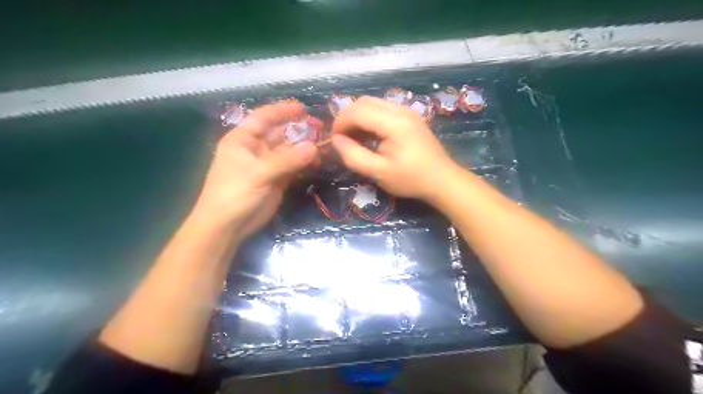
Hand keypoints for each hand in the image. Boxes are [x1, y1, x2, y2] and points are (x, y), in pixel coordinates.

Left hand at [195, 102, 319, 239]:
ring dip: (305, 148)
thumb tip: (314, 147)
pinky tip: (318, 161)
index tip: (303, 108)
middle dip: (299, 130)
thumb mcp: (259, 174)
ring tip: (325, 146)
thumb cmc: (234, 194)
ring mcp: (267, 165)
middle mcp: (256, 149)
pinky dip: (305, 164)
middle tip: (321, 128)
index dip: (281, 111)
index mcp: (243, 140)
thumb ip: (287, 160)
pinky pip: (293, 167)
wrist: (228, 227)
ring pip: (289, 151)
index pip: (263, 118)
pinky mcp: (277, 180)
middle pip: (280, 134)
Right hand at [333, 96, 458, 202]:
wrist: (442, 180)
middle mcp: (400, 110)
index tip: (333, 140)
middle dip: (347, 117)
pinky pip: (383, 109)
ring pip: (373, 103)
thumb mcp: (379, 172)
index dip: (340, 123)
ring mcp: (407, 111)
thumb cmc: (411, 179)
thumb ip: (354, 155)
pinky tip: (369, 135)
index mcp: (394, 123)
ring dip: (358, 117)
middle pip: (364, 101)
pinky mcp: (410, 117)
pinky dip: (370, 118)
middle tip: (341, 138)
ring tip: (353, 138)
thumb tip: (335, 140)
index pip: (358, 111)